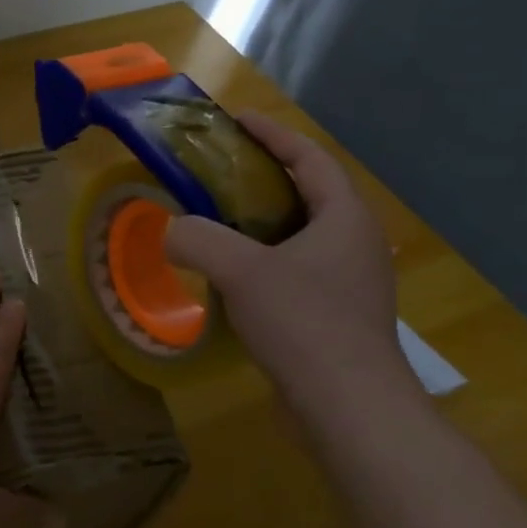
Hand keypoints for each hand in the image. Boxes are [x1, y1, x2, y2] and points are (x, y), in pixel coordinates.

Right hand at [165, 111, 414, 408]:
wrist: (348, 406)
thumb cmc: (303, 323)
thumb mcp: (240, 270)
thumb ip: (197, 238)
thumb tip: (172, 232)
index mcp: (344, 218)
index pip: (309, 159)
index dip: (273, 135)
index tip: (236, 121)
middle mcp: (354, 243)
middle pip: (306, 194)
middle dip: (262, 179)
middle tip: (215, 175)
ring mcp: (349, 283)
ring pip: (299, 237)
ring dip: (260, 224)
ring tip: (215, 223)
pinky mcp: (335, 317)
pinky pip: (295, 272)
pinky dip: (262, 262)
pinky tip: (230, 280)